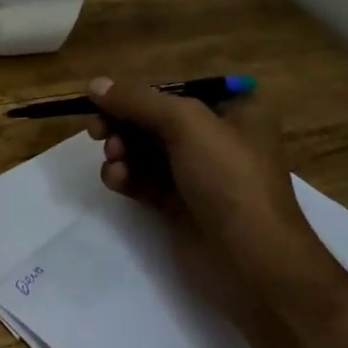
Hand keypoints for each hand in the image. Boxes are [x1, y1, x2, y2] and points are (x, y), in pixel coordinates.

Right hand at [84, 77, 315, 277]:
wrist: (252, 262)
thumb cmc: (229, 179)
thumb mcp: (187, 124)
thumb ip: (137, 100)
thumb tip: (94, 84)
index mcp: (233, 111)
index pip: (174, 91)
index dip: (137, 93)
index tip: (102, 99)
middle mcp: (216, 139)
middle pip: (154, 120)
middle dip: (123, 123)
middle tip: (96, 131)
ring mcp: (197, 175)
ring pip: (144, 150)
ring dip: (121, 150)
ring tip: (113, 159)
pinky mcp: (179, 206)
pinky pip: (143, 180)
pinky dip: (125, 176)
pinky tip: (116, 180)